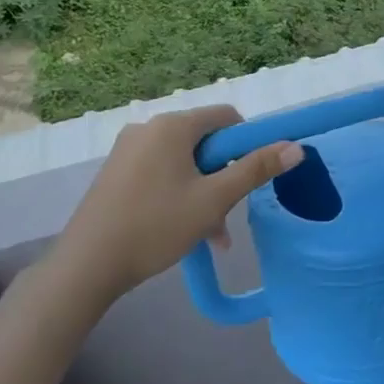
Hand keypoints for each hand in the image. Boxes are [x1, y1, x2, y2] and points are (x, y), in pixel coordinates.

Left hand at [43, 105, 302, 308]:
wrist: (87, 266)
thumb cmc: (156, 226)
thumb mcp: (214, 199)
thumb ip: (256, 170)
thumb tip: (295, 147)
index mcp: (172, 126)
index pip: (226, 117)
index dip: (247, 143)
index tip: (250, 178)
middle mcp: (148, 128)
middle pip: (205, 142)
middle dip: (224, 177)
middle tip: (228, 215)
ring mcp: (127, 151)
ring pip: (184, 163)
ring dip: (204, 193)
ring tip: (212, 235)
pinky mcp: (116, 173)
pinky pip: (161, 174)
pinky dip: (179, 195)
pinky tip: (184, 231)